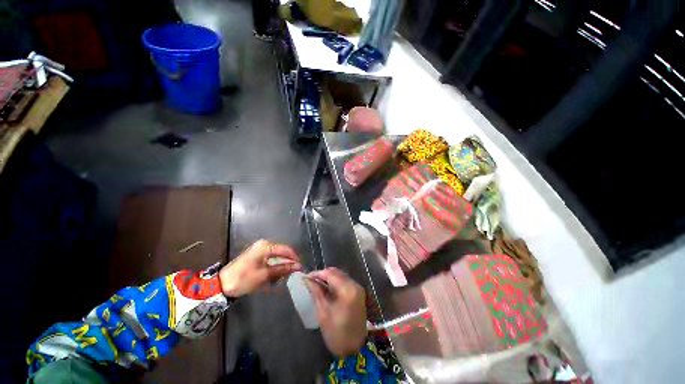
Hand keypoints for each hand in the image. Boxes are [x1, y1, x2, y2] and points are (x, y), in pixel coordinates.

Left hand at [219, 239, 301, 297]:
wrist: (221, 285)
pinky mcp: (256, 256)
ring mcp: (260, 250)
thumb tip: (298, 266)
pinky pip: (270, 261)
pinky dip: (272, 269)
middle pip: (281, 254)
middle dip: (286, 265)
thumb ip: (283, 269)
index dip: (294, 259)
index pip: (286, 250)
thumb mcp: (265, 275)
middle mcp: (264, 245)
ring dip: (279, 269)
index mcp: (266, 246)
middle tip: (289, 277)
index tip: (300, 269)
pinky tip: (272, 279)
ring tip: (279, 280)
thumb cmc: (244, 278)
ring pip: (276, 258)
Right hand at [306, 268, 366, 356]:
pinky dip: (336, 282)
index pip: (330, 274)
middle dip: (323, 274)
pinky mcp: (358, 293)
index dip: (317, 273)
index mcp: (347, 290)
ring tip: (317, 284)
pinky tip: (327, 289)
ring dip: (329, 278)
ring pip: (341, 276)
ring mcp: (358, 288)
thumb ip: (316, 292)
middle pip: (337, 273)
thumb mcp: (323, 313)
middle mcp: (355, 285)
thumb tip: (307, 280)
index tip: (306, 277)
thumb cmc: (337, 334)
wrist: (355, 350)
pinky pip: (345, 282)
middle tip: (311, 281)